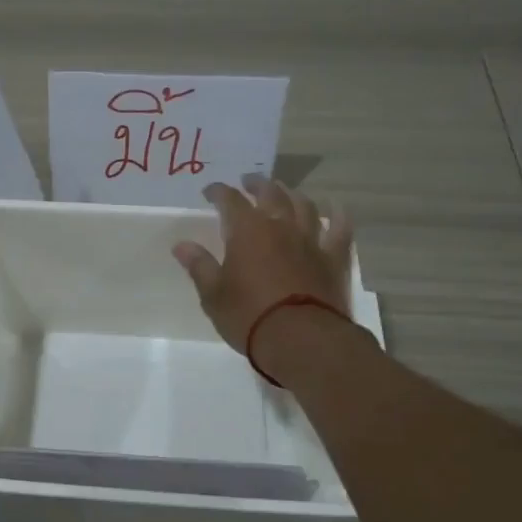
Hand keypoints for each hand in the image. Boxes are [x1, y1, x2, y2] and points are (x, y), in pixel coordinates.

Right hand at [172, 175, 353, 354]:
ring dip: (292, 194)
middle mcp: (280, 226)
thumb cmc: (249, 316)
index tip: (210, 192)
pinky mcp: (334, 258)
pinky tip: (335, 208)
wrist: (302, 339)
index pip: (230, 200)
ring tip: (285, 191)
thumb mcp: (213, 295)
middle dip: (257, 184)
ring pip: (304, 205)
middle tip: (249, 182)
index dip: (219, 192)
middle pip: (270, 193)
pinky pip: (340, 228)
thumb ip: (199, 266)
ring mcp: (310, 240)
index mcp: (247, 231)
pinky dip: (337, 214)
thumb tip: (181, 245)